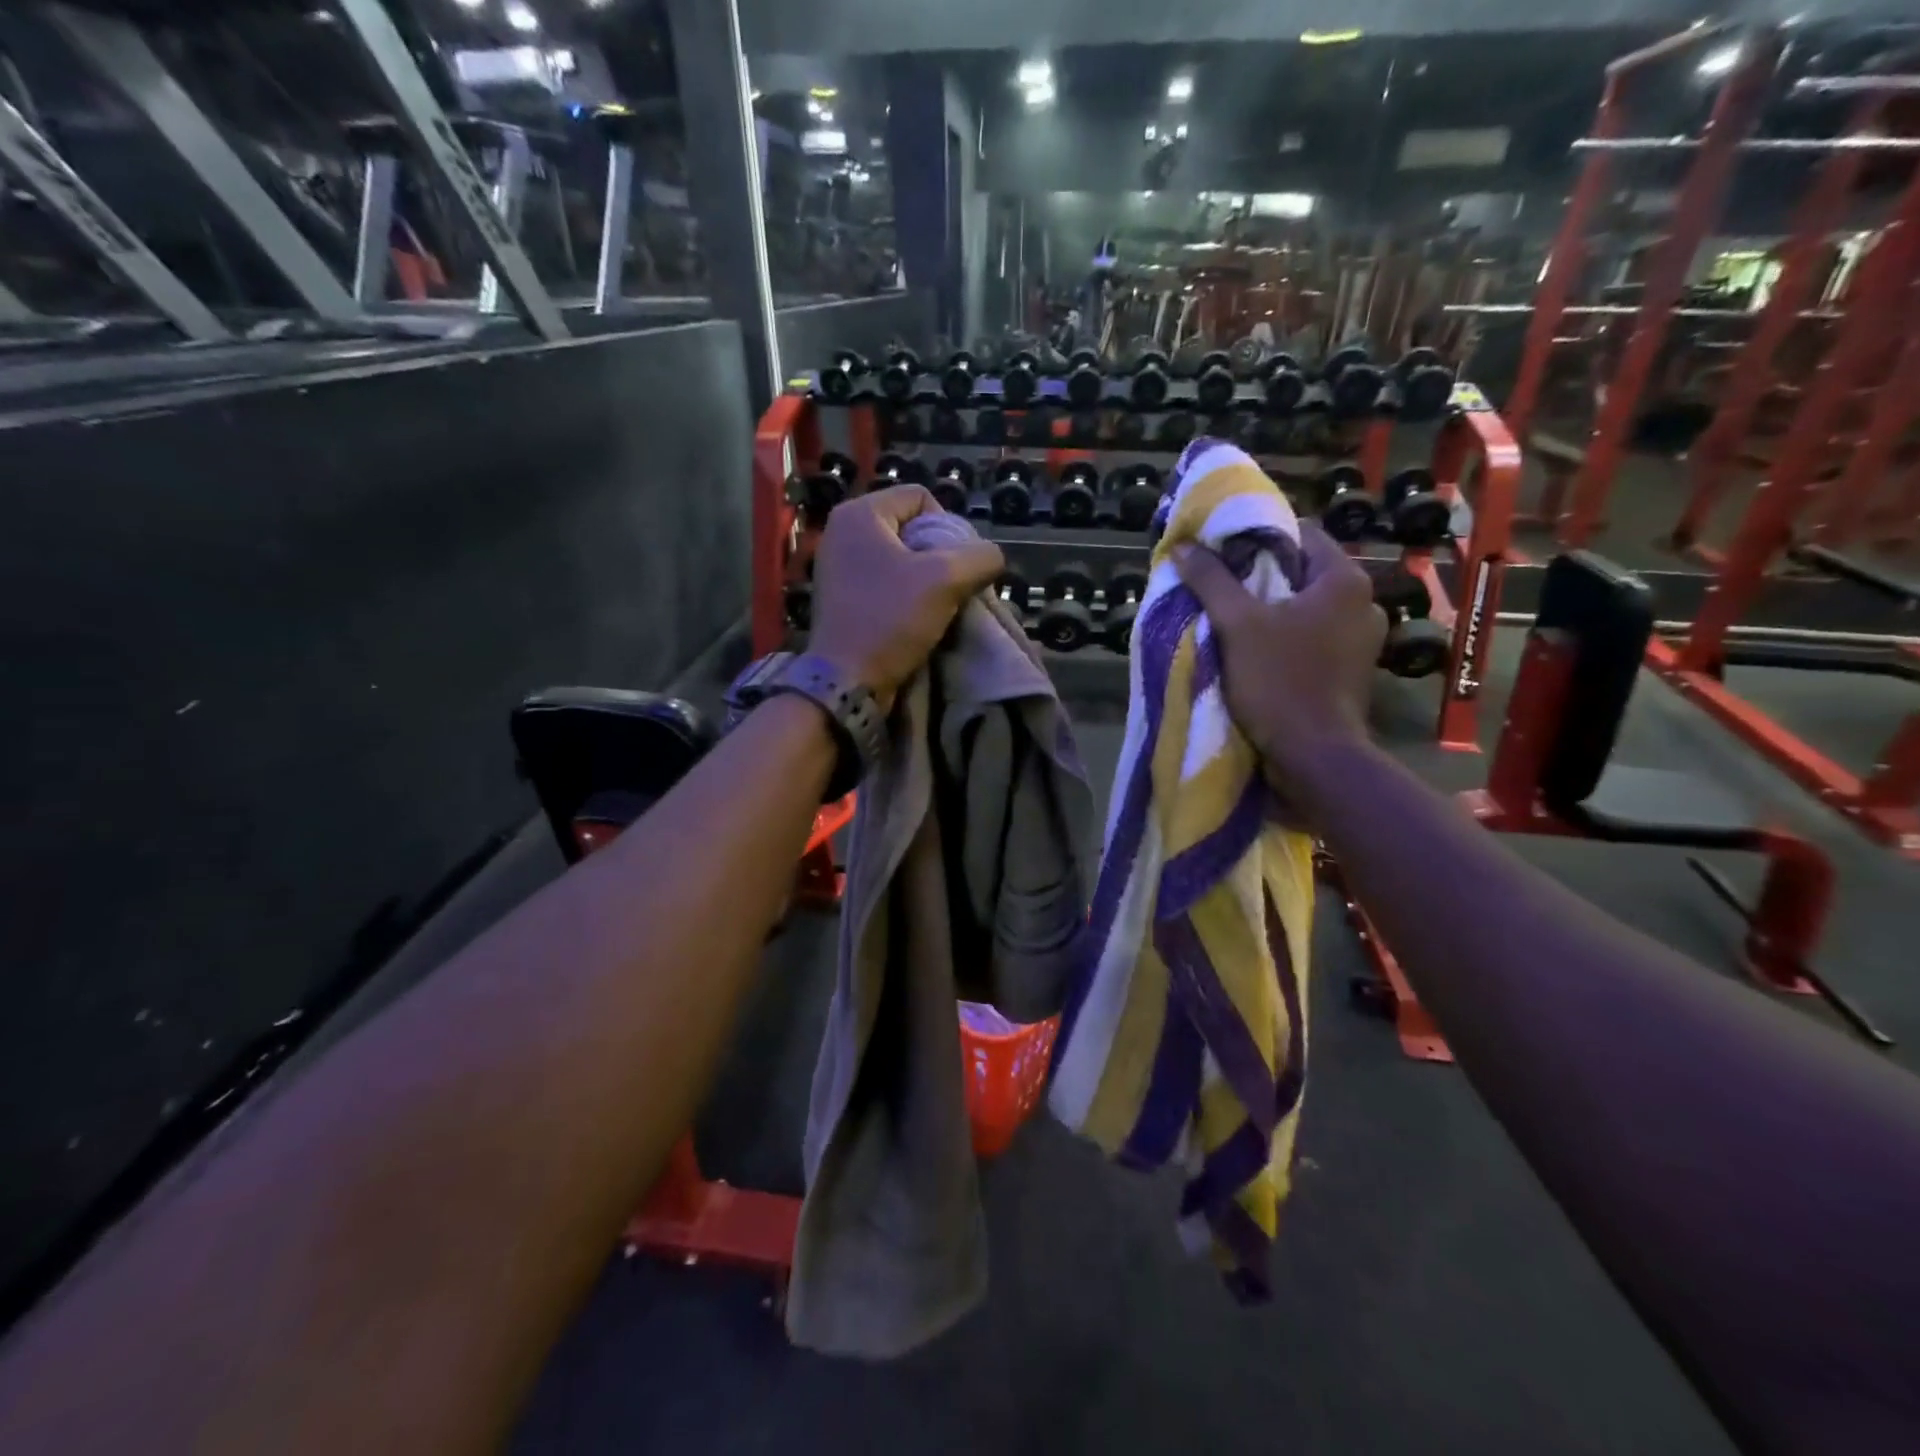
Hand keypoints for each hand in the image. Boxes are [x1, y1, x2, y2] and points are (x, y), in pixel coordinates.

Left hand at [810, 485, 1004, 710]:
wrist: (847, 680)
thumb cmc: (891, 620)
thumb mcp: (945, 581)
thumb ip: (979, 558)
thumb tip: (993, 556)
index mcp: (859, 513)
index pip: (921, 497)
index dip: (948, 526)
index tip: (955, 564)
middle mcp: (842, 531)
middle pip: (911, 527)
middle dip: (940, 555)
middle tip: (952, 586)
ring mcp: (837, 565)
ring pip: (900, 557)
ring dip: (926, 579)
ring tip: (937, 605)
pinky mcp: (840, 596)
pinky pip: (884, 581)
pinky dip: (905, 595)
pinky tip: (916, 618)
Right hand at [1173, 522, 1386, 806]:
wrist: (1314, 756)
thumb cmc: (1279, 681)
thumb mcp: (1237, 625)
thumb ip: (1211, 581)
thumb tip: (1184, 547)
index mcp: (1344, 580)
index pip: (1300, 533)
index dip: (1258, 535)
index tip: (1223, 549)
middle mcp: (1363, 602)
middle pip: (1302, 571)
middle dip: (1260, 575)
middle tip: (1220, 584)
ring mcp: (1362, 639)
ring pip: (1307, 606)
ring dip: (1272, 609)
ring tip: (1233, 618)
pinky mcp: (1352, 669)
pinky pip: (1314, 635)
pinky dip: (1287, 635)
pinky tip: (1257, 649)